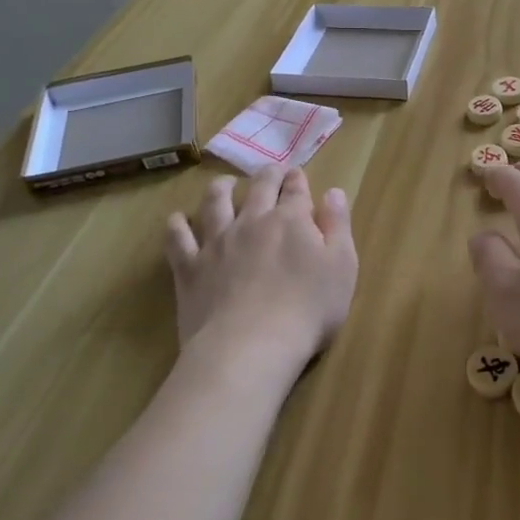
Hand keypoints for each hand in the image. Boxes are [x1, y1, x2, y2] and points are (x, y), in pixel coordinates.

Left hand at [166, 165, 357, 368]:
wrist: (250, 348)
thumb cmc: (307, 310)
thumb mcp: (342, 267)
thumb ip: (338, 226)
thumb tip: (332, 192)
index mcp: (292, 220)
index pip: (296, 189)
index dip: (297, 179)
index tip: (297, 174)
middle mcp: (253, 221)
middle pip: (259, 187)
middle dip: (267, 175)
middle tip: (270, 172)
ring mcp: (217, 242)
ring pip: (215, 203)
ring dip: (221, 189)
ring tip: (224, 184)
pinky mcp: (190, 268)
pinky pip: (178, 239)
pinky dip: (177, 226)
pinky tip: (177, 220)